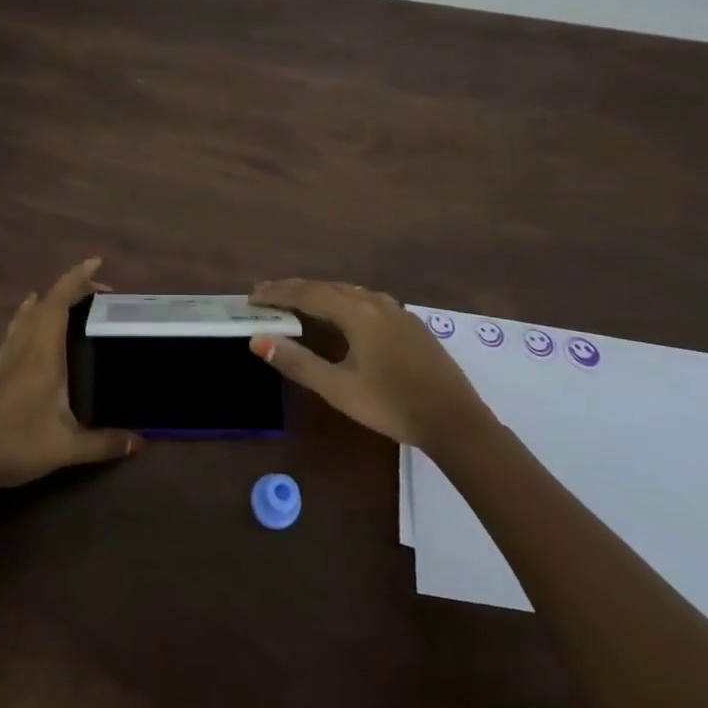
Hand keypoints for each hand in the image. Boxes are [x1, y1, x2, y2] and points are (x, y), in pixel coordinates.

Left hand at [0, 258, 141, 498]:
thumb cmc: (16, 445)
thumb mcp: (66, 449)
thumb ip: (104, 443)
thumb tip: (141, 442)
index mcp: (44, 355)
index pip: (59, 303)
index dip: (77, 279)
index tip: (96, 263)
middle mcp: (25, 347)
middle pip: (47, 303)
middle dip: (72, 288)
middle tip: (100, 291)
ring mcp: (8, 356)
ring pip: (29, 313)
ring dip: (51, 299)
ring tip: (72, 297)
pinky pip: (16, 328)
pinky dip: (29, 313)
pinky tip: (28, 314)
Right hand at [247, 279, 490, 449]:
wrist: (456, 421)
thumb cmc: (392, 405)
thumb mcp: (339, 389)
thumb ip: (298, 362)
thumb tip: (257, 340)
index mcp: (356, 313)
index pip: (307, 293)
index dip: (277, 294)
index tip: (251, 296)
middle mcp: (375, 302)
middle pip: (326, 287)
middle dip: (293, 288)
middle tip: (265, 292)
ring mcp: (396, 310)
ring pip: (348, 291)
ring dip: (318, 292)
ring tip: (295, 298)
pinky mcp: (409, 323)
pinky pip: (364, 299)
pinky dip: (340, 299)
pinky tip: (340, 312)